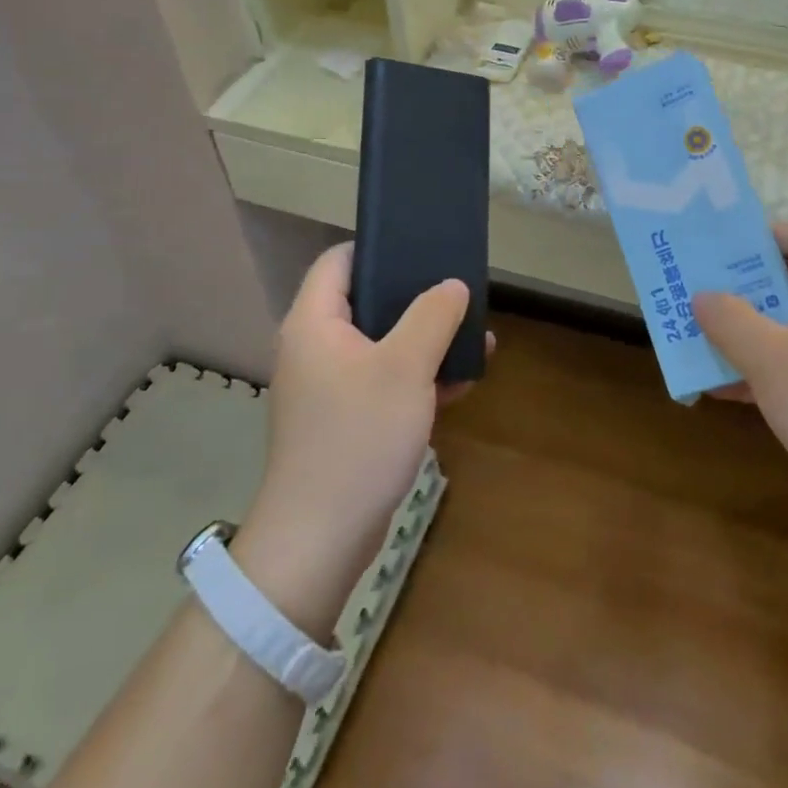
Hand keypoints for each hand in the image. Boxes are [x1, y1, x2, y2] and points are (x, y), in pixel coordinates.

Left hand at [236, 244, 480, 635]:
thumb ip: (432, 316)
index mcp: (315, 322)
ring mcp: (329, 386)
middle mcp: (315, 347)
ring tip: (473, 338)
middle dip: (417, 299)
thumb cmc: (359, 437)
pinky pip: (383, 383)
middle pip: (366, 301)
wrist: (321, 539)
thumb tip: (453, 285)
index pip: (340, 260)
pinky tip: (460, 384)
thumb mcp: (405, 367)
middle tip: (459, 295)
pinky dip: (416, 379)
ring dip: (425, 341)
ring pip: (381, 345)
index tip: (425, 250)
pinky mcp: (344, 420)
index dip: (380, 248)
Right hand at [694, 224, 787, 547]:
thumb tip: (702, 296)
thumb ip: (730, 320)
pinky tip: (716, 386)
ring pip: (783, 329)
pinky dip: (756, 371)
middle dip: (736, 288)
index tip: (713, 248)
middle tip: (691, 291)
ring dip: (740, 332)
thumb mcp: (772, 359)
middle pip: (785, 283)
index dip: (758, 235)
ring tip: (692, 334)